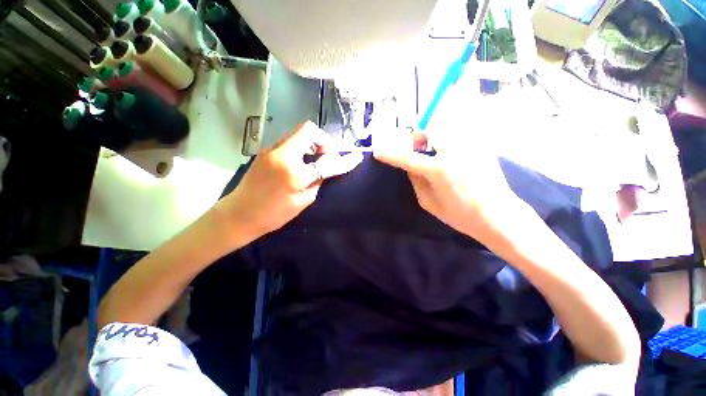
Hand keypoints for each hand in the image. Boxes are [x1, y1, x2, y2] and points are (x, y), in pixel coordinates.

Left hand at [217, 122, 362, 243]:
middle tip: (326, 156)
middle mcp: (282, 154)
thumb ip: (317, 180)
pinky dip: (301, 147)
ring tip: (315, 159)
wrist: (240, 214)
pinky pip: (289, 141)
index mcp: (294, 172)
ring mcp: (271, 149)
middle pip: (308, 129)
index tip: (355, 157)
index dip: (342, 159)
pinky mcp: (266, 150)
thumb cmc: (274, 214)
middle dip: (324, 141)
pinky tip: (301, 161)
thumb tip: (326, 167)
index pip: (326, 160)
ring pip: (298, 133)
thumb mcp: (304, 201)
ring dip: (312, 143)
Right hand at [373, 128, 519, 243]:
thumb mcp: (429, 203)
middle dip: (416, 137)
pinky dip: (448, 136)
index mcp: (439, 170)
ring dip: (432, 135)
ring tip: (430, 148)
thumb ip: (416, 182)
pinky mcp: (481, 145)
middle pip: (428, 131)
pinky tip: (447, 149)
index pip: (407, 158)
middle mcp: (454, 152)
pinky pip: (459, 132)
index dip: (390, 154)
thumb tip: (410, 167)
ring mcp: (470, 145)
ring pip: (445, 127)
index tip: (378, 151)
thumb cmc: (460, 215)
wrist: (498, 215)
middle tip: (413, 147)